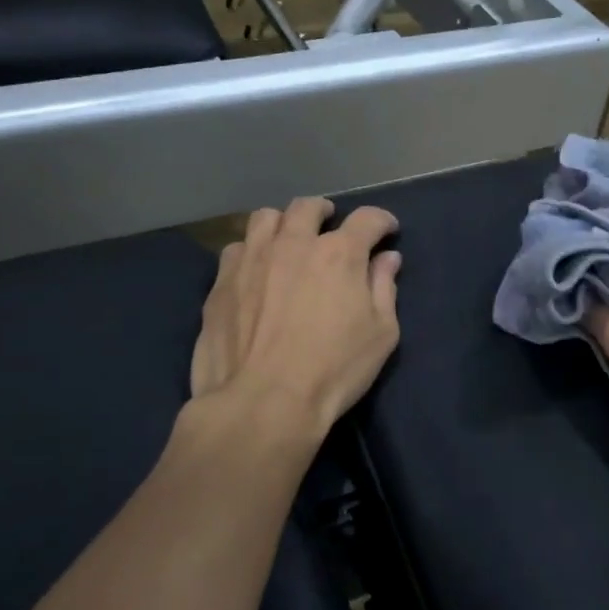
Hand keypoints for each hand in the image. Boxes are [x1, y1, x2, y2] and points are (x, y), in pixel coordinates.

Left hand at [191, 198, 401, 437]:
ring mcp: (252, 259)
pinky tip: (255, 271)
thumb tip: (387, 259)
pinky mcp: (221, 281)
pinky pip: (236, 249)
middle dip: (325, 212)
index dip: (381, 221)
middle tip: (331, 226)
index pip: (367, 219)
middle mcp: (294, 243)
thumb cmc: (334, 369)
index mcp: (339, 253)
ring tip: (288, 241)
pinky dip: (252, 251)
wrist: (263, 402)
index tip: (386, 231)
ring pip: (266, 218)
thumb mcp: (381, 334)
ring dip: (283, 224)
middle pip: (309, 207)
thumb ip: (384, 288)